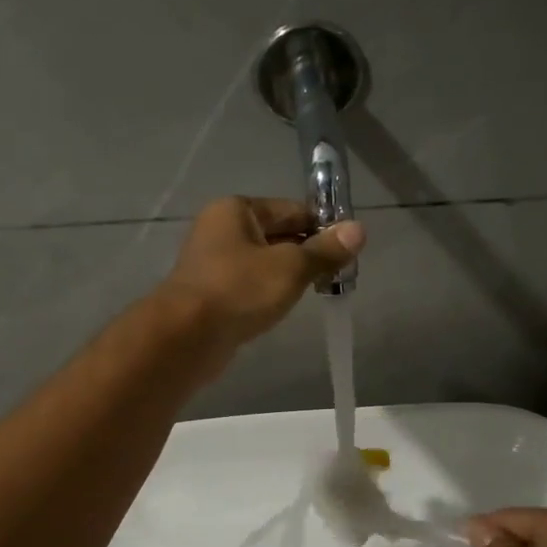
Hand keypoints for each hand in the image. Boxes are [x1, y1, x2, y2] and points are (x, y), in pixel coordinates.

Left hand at [157, 197, 364, 350]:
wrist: (186, 337)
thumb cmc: (240, 290)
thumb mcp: (291, 267)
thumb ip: (325, 250)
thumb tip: (359, 230)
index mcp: (237, 210)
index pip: (292, 210)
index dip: (322, 227)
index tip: (349, 250)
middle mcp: (221, 229)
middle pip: (278, 235)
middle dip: (308, 253)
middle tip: (340, 275)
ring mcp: (213, 263)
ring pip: (264, 262)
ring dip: (289, 275)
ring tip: (319, 291)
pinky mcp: (212, 293)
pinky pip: (250, 285)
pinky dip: (269, 292)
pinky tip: (285, 307)